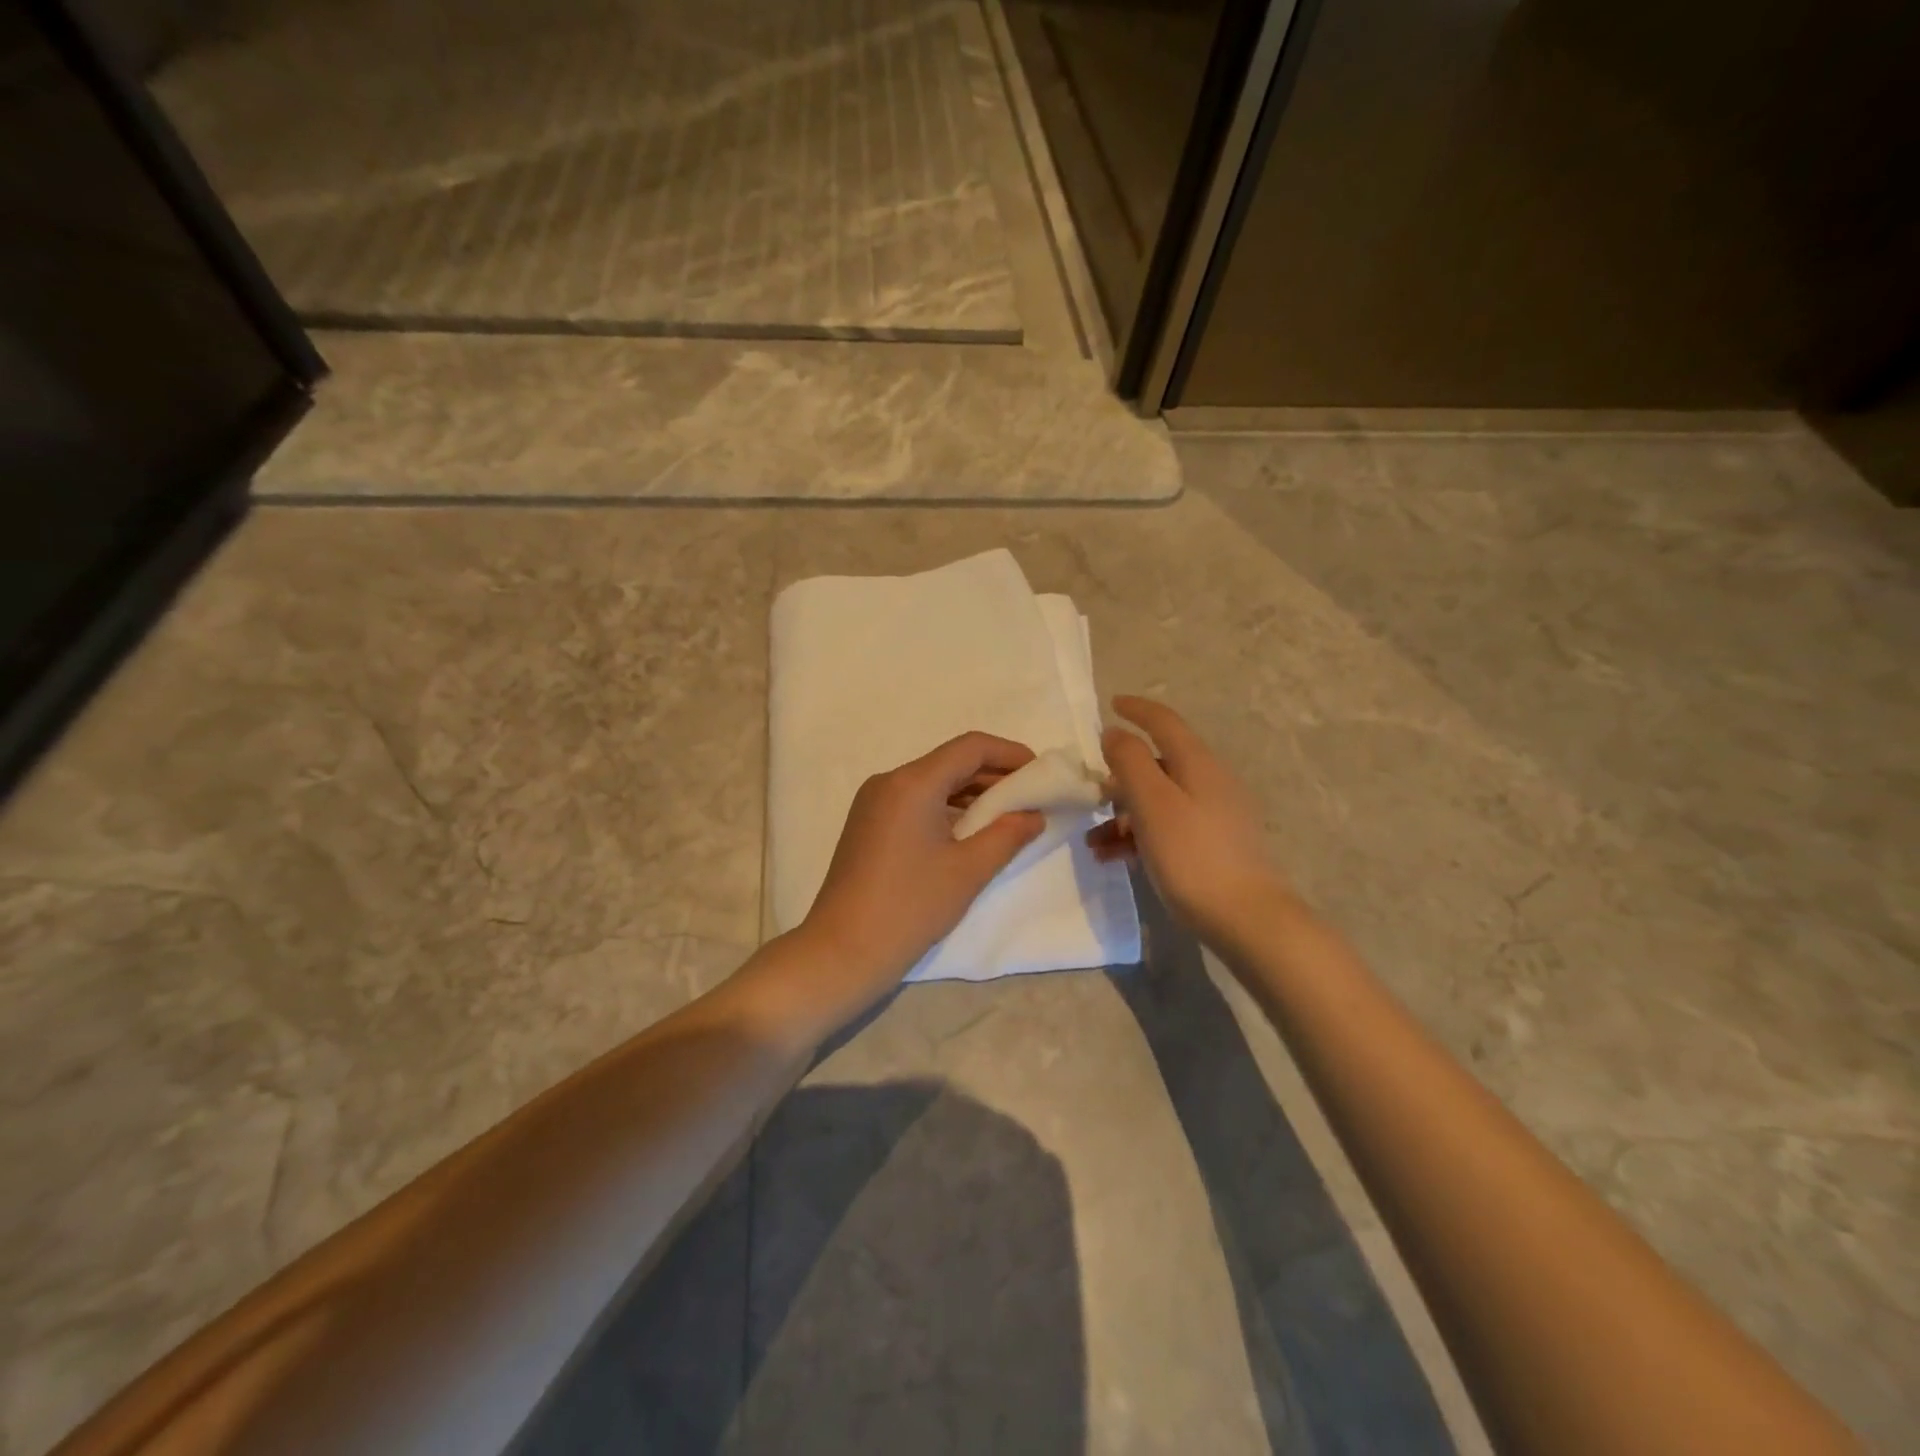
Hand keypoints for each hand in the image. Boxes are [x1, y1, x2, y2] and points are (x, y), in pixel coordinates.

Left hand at [800, 731, 1045, 996]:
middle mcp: (889, 781)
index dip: (1009, 753)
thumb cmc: (910, 907)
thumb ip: (1007, 834)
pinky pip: (915, 801)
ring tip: (1007, 816)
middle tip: (1031, 797)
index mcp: (912, 783)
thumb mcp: (968, 870)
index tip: (1039, 772)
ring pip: (932, 782)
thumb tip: (1033, 815)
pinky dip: (946, 807)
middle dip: (993, 775)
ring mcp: (873, 802)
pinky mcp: (868, 824)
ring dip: (970, 793)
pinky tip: (969, 831)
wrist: (842, 951)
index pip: (970, 747)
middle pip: (950, 762)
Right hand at [1089, 696, 1287, 940]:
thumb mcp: (1152, 803)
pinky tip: (1116, 859)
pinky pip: (1168, 827)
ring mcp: (1215, 815)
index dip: (1137, 709)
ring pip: (1159, 801)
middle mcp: (1209, 782)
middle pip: (1158, 765)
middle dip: (1119, 778)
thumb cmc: (1193, 856)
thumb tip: (1115, 732)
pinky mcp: (1214, 845)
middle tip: (1090, 797)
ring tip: (1094, 843)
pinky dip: (1139, 835)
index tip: (1111, 704)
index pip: (1164, 722)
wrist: (1248, 920)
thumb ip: (1130, 762)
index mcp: (1197, 764)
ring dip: (1123, 814)